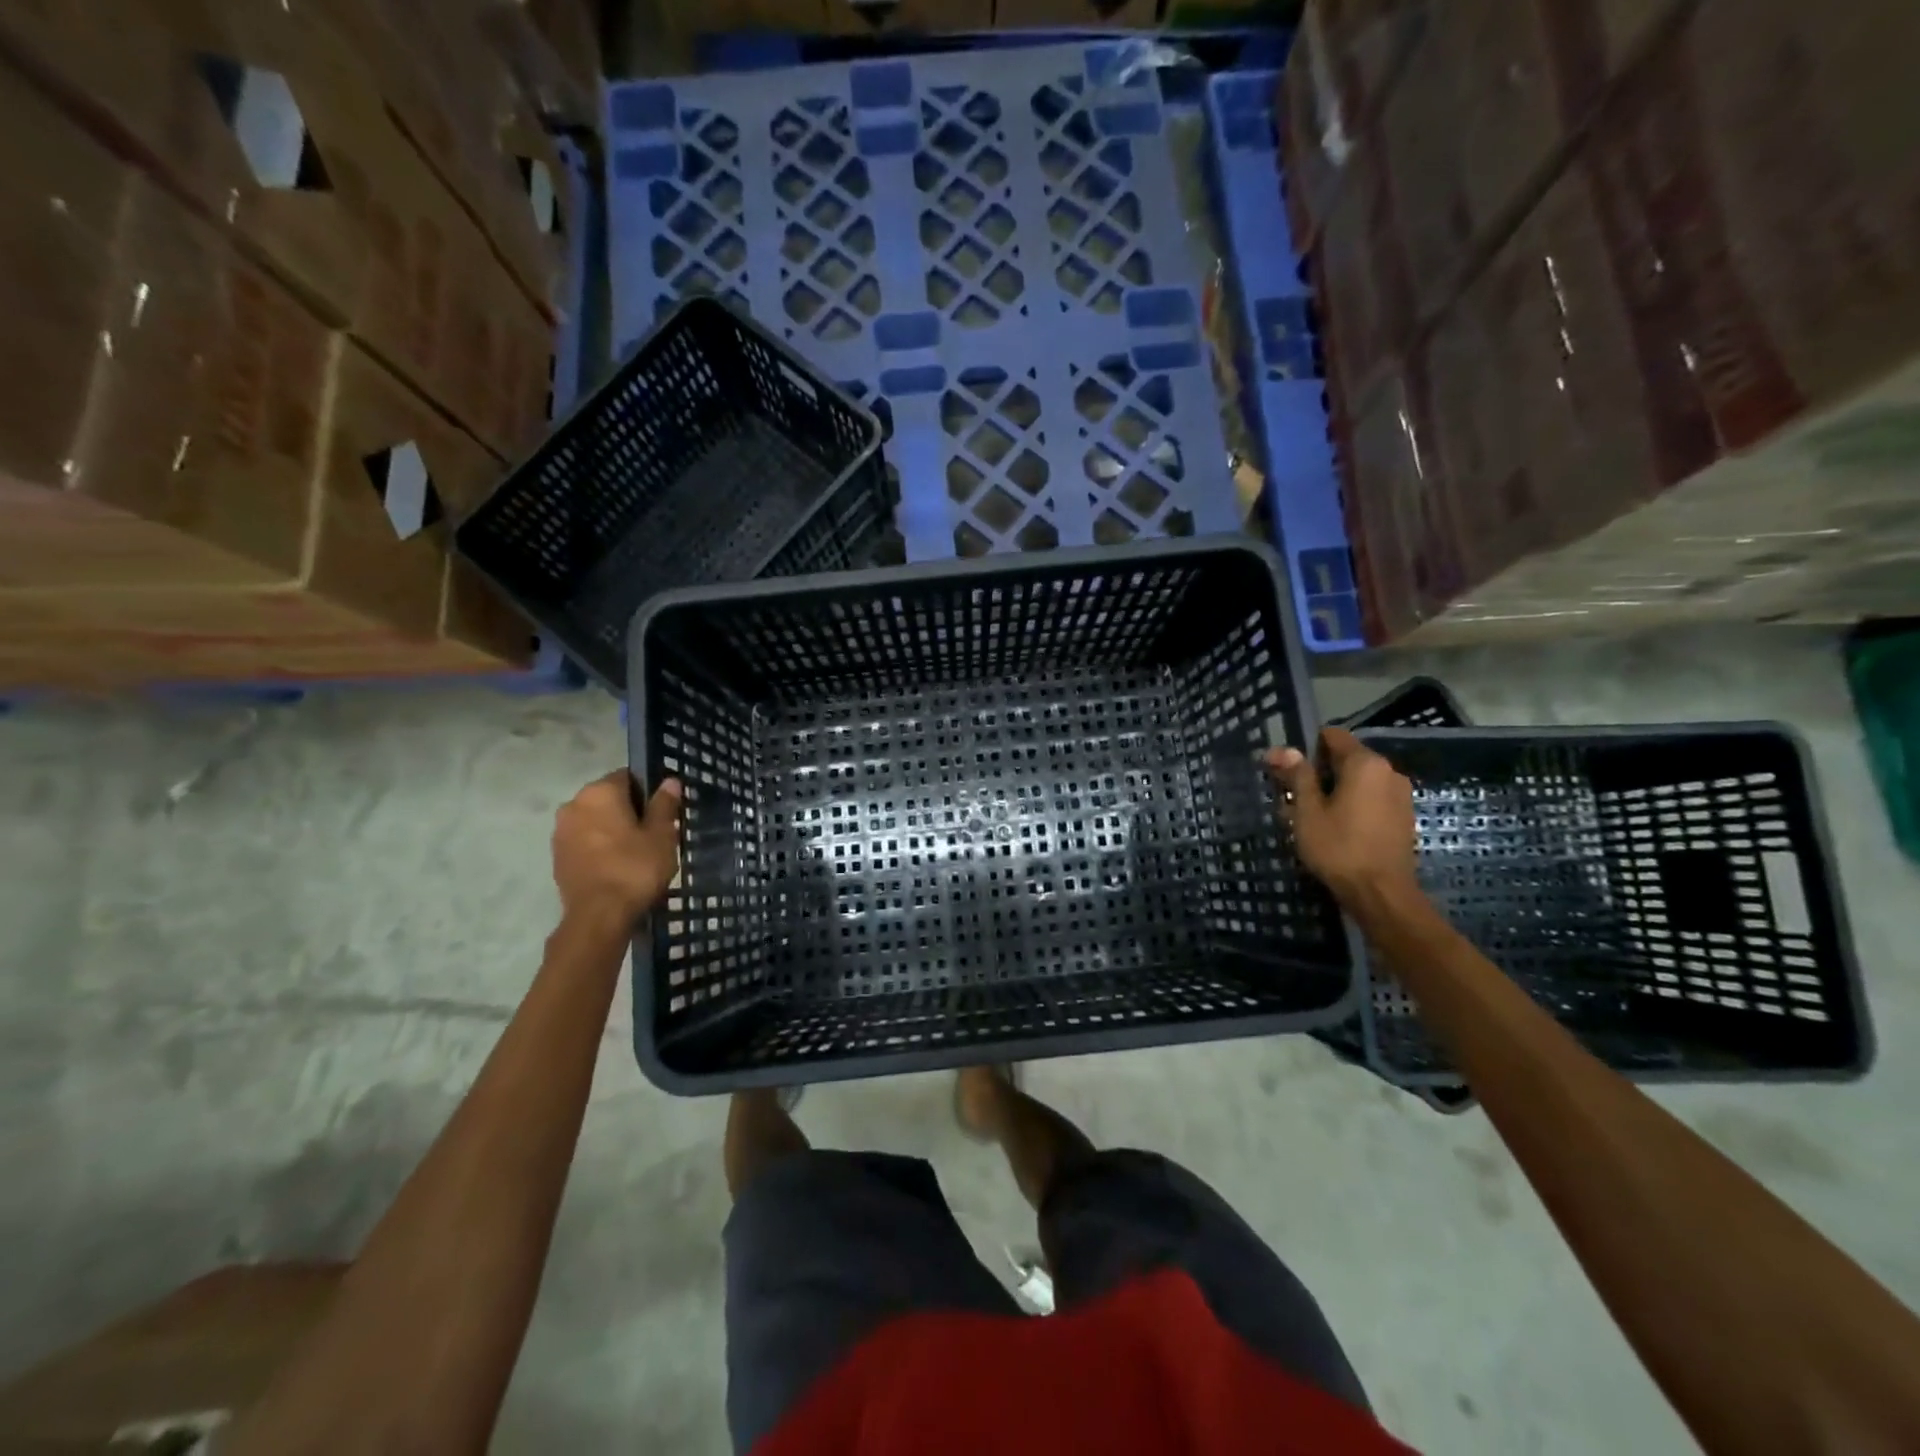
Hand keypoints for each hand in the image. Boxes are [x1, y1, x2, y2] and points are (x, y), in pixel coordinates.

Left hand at [551, 772, 681, 925]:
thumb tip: (669, 781)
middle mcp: (574, 804)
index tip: (663, 812)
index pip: (628, 777)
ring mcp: (561, 832)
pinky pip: (584, 841)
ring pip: (595, 820)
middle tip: (654, 834)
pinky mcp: (557, 856)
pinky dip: (599, 847)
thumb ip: (664, 805)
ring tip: (636, 852)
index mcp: (600, 792)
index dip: (648, 791)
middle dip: (629, 811)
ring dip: (612, 829)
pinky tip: (617, 866)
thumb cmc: (635, 868)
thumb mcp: (661, 835)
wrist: (599, 916)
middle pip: (609, 798)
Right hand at [1263, 728, 1420, 910]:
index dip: (1307, 748)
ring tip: (1313, 816)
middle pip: (1346, 758)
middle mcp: (1389, 771)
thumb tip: (1282, 749)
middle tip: (1294, 797)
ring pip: (1360, 780)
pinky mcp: (1403, 816)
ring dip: (1336, 790)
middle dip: (1319, 772)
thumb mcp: (1308, 811)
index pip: (1332, 736)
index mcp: (1365, 763)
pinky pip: (1372, 798)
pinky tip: (1338, 828)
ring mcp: (1400, 794)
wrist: (1382, 894)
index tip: (1288, 770)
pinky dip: (1354, 804)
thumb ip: (1297, 776)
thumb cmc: (1339, 848)